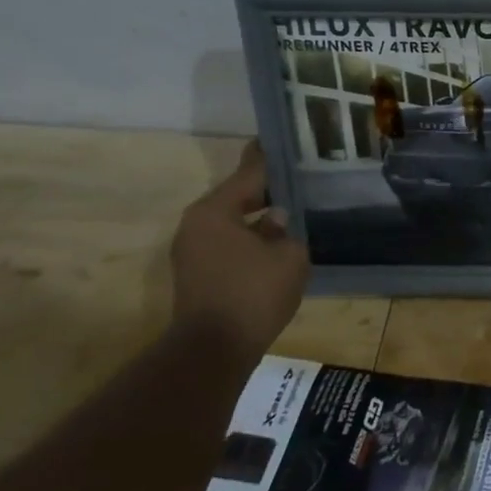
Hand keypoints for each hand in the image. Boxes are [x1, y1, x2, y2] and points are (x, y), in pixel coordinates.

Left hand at [169, 142, 309, 353]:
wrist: (214, 349)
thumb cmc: (254, 293)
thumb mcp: (289, 255)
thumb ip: (286, 229)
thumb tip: (277, 220)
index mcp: (214, 211)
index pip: (248, 173)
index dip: (269, 158)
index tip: (282, 140)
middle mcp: (195, 225)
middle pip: (237, 196)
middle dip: (267, 190)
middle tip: (299, 179)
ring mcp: (191, 251)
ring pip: (232, 221)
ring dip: (258, 217)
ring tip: (292, 210)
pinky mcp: (196, 273)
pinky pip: (228, 243)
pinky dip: (250, 238)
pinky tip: (277, 242)